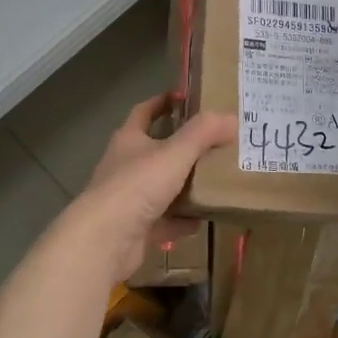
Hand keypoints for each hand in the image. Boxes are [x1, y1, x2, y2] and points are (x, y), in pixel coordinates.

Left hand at [66, 93, 235, 281]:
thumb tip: (231, 117)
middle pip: (155, 150)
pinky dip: (182, 220)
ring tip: (216, 181)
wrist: (105, 240)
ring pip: (162, 187)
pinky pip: (165, 220)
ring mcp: (129, 199)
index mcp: (129, 140)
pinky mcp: (136, 229)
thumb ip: (203, 133)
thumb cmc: (137, 185)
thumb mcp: (175, 153)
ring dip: (185, 185)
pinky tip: (204, 219)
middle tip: (215, 143)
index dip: (163, 102)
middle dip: (182, 147)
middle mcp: (126, 165)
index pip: (144, 112)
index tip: (185, 97)